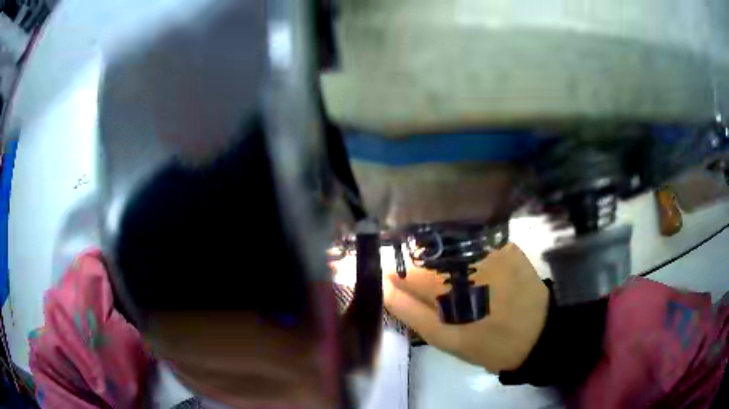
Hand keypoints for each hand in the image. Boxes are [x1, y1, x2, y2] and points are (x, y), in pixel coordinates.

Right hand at [383, 243, 548, 371]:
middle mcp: (467, 258)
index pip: (406, 270)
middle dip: (423, 270)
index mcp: (448, 285)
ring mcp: (489, 246)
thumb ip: (410, 312)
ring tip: (458, 285)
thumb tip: (383, 285)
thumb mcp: (446, 339)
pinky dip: (466, 254)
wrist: (539, 334)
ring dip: (444, 261)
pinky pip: (473, 241)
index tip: (401, 290)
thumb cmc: (489, 343)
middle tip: (438, 295)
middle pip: (426, 254)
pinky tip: (476, 272)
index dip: (399, 279)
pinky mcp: (506, 243)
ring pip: (449, 245)